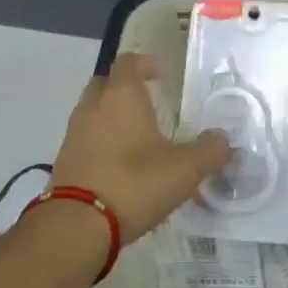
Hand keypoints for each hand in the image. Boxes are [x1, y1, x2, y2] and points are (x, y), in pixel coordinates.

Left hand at [51, 54, 229, 244]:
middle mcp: (93, 107)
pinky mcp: (64, 162)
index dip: (145, 64)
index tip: (161, 74)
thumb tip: (223, 139)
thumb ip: (210, 150)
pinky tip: (120, 166)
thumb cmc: (135, 183)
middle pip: (105, 84)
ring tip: (137, 139)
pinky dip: (101, 144)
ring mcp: (73, 134)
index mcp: (121, 96)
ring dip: (112, 118)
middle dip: (124, 88)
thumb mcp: (186, 168)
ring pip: (93, 113)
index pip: (128, 62)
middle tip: (147, 103)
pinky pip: (85, 141)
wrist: (78, 225)